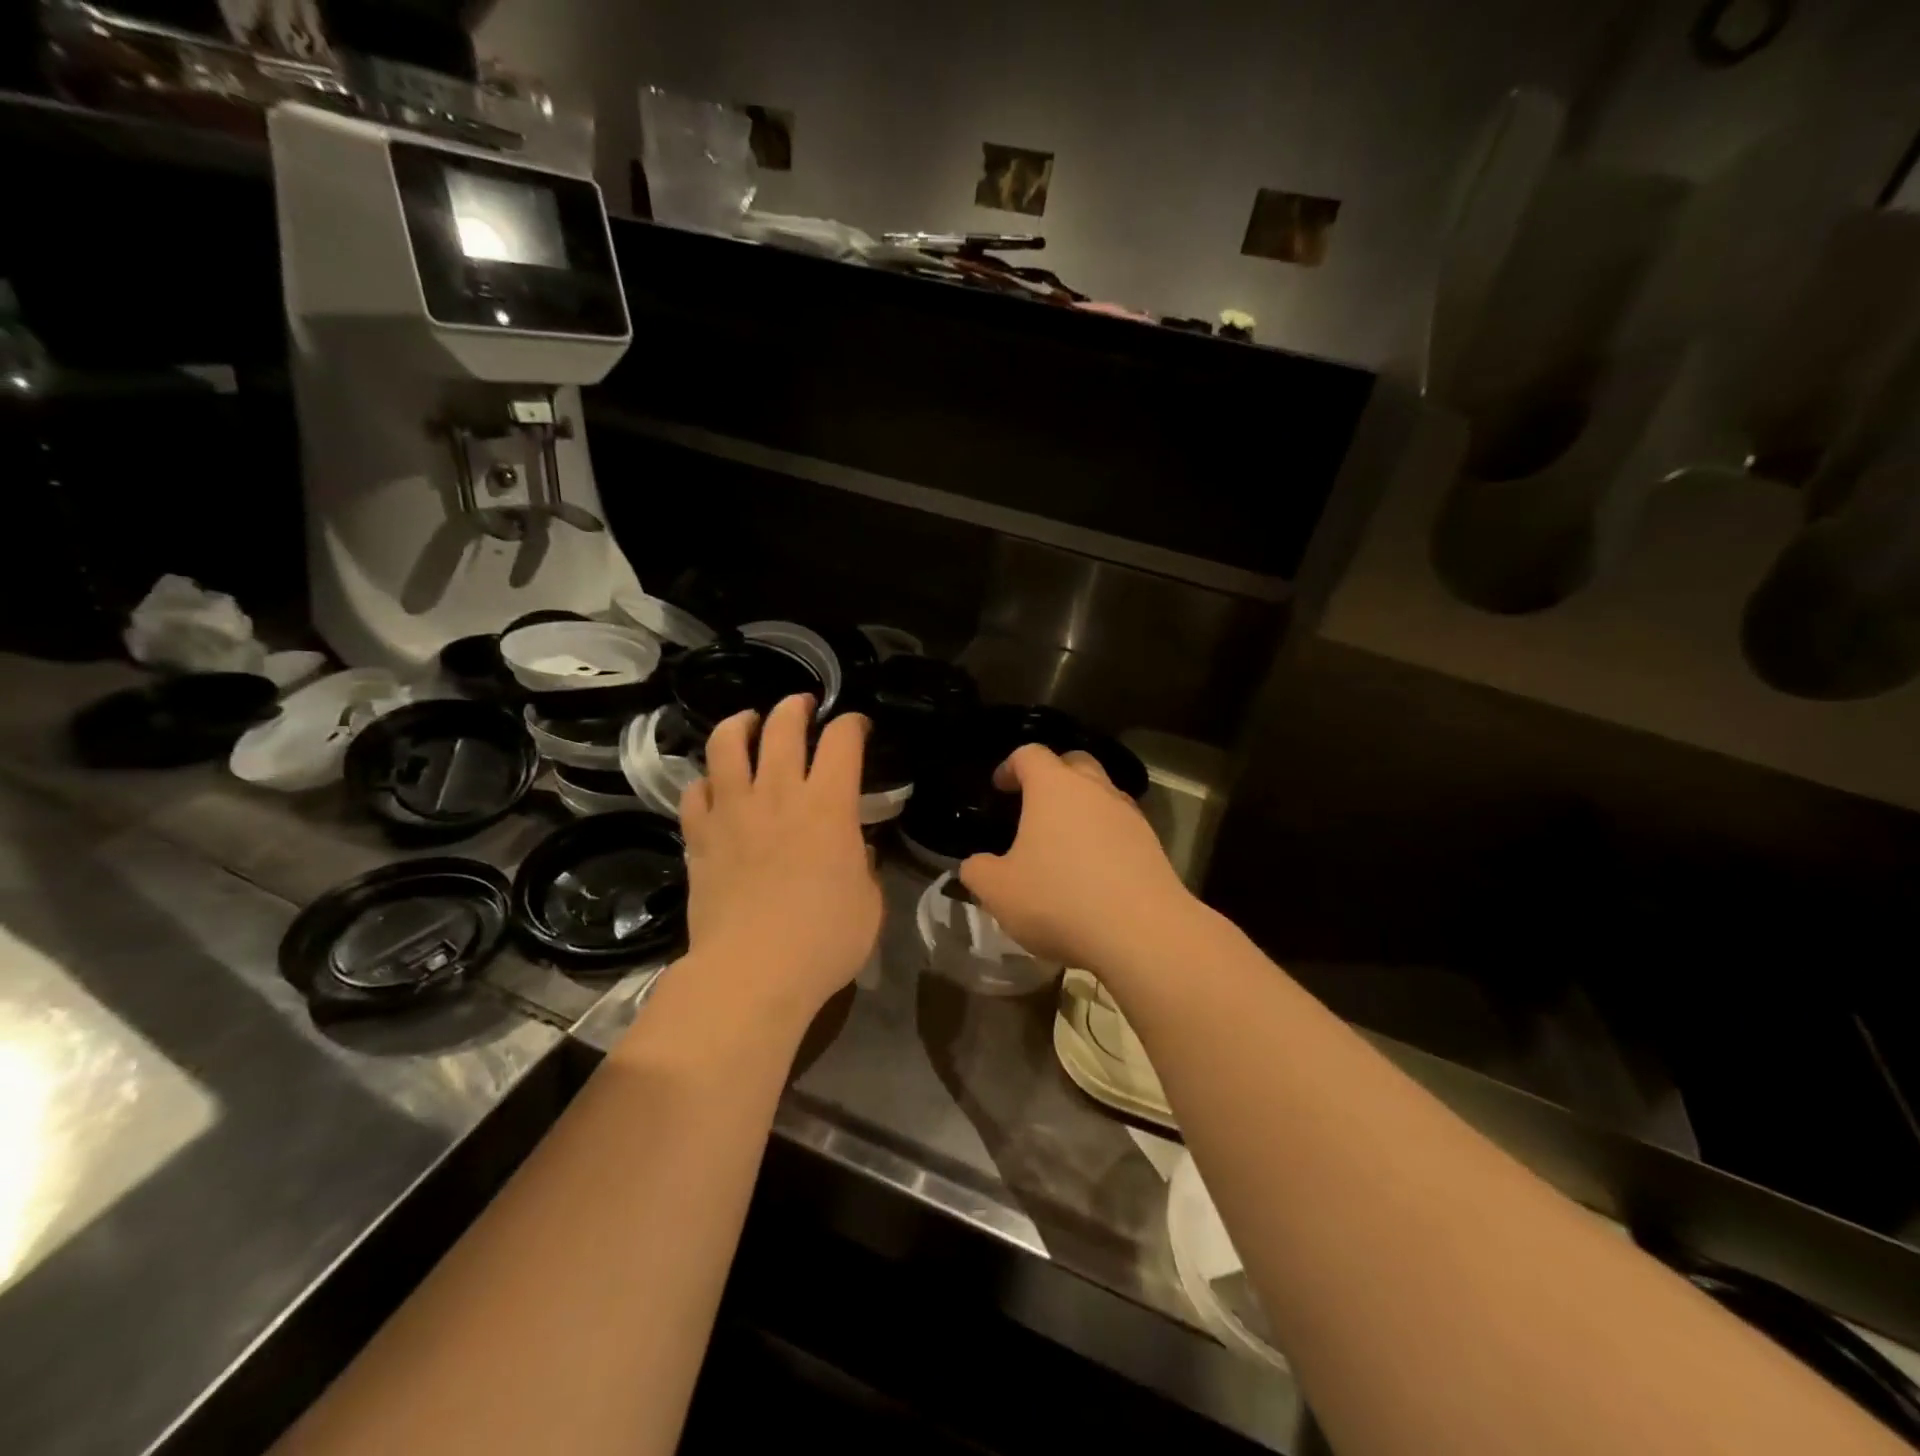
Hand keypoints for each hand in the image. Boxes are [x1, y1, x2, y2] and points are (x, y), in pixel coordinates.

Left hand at [680, 695, 881, 1023]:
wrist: (752, 973)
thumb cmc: (824, 940)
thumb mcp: (869, 902)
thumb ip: (863, 864)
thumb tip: (854, 847)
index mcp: (828, 804)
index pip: (842, 740)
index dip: (852, 724)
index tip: (857, 727)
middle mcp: (778, 794)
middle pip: (781, 726)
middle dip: (795, 707)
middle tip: (802, 706)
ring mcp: (732, 812)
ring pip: (726, 744)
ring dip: (740, 724)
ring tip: (748, 723)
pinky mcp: (699, 837)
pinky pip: (694, 792)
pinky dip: (705, 781)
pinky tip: (714, 787)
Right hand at [959, 745, 1192, 973]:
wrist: (1142, 932)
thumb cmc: (1059, 899)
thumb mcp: (999, 891)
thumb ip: (978, 871)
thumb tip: (975, 865)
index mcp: (1054, 786)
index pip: (1029, 754)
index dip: (1010, 766)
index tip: (999, 788)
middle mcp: (1095, 789)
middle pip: (1074, 762)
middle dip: (1053, 776)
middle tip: (1034, 805)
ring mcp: (1129, 815)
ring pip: (1102, 795)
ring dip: (1082, 808)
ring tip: (1064, 842)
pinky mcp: (1153, 844)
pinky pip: (1121, 827)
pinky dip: (1104, 837)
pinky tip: (1093, 870)